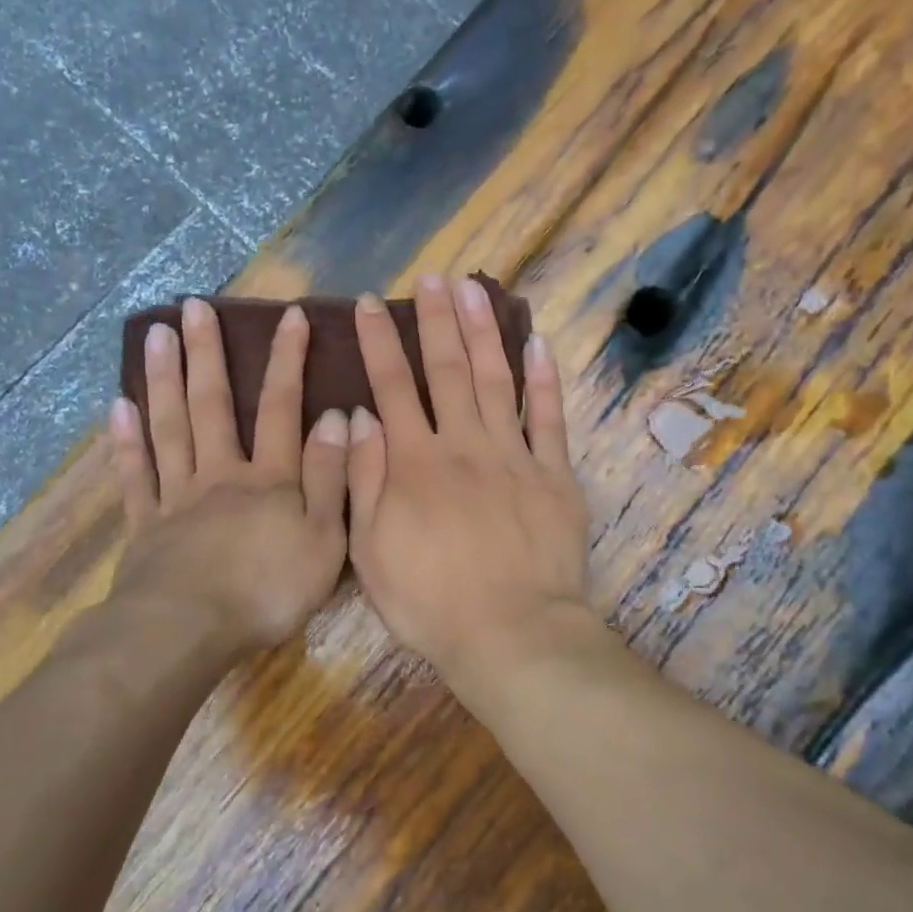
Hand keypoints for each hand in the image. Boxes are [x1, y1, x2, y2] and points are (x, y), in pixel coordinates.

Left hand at [109, 298, 349, 653]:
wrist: (187, 631)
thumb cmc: (267, 590)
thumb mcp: (323, 539)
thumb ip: (331, 478)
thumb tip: (339, 418)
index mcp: (268, 479)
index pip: (282, 408)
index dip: (288, 361)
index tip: (291, 316)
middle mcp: (220, 474)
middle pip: (212, 405)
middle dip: (206, 353)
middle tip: (192, 306)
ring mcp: (177, 497)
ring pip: (170, 427)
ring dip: (164, 379)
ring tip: (155, 333)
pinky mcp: (145, 525)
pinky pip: (135, 475)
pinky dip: (126, 441)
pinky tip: (118, 407)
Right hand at [347, 275, 592, 703]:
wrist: (510, 633)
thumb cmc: (429, 601)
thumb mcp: (370, 550)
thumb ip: (364, 479)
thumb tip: (359, 416)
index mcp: (415, 463)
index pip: (393, 387)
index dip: (381, 342)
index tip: (371, 304)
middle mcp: (463, 444)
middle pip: (447, 370)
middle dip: (436, 320)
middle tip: (431, 278)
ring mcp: (514, 455)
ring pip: (495, 379)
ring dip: (484, 331)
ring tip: (475, 289)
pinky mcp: (554, 474)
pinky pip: (548, 418)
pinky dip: (543, 379)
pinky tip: (537, 343)